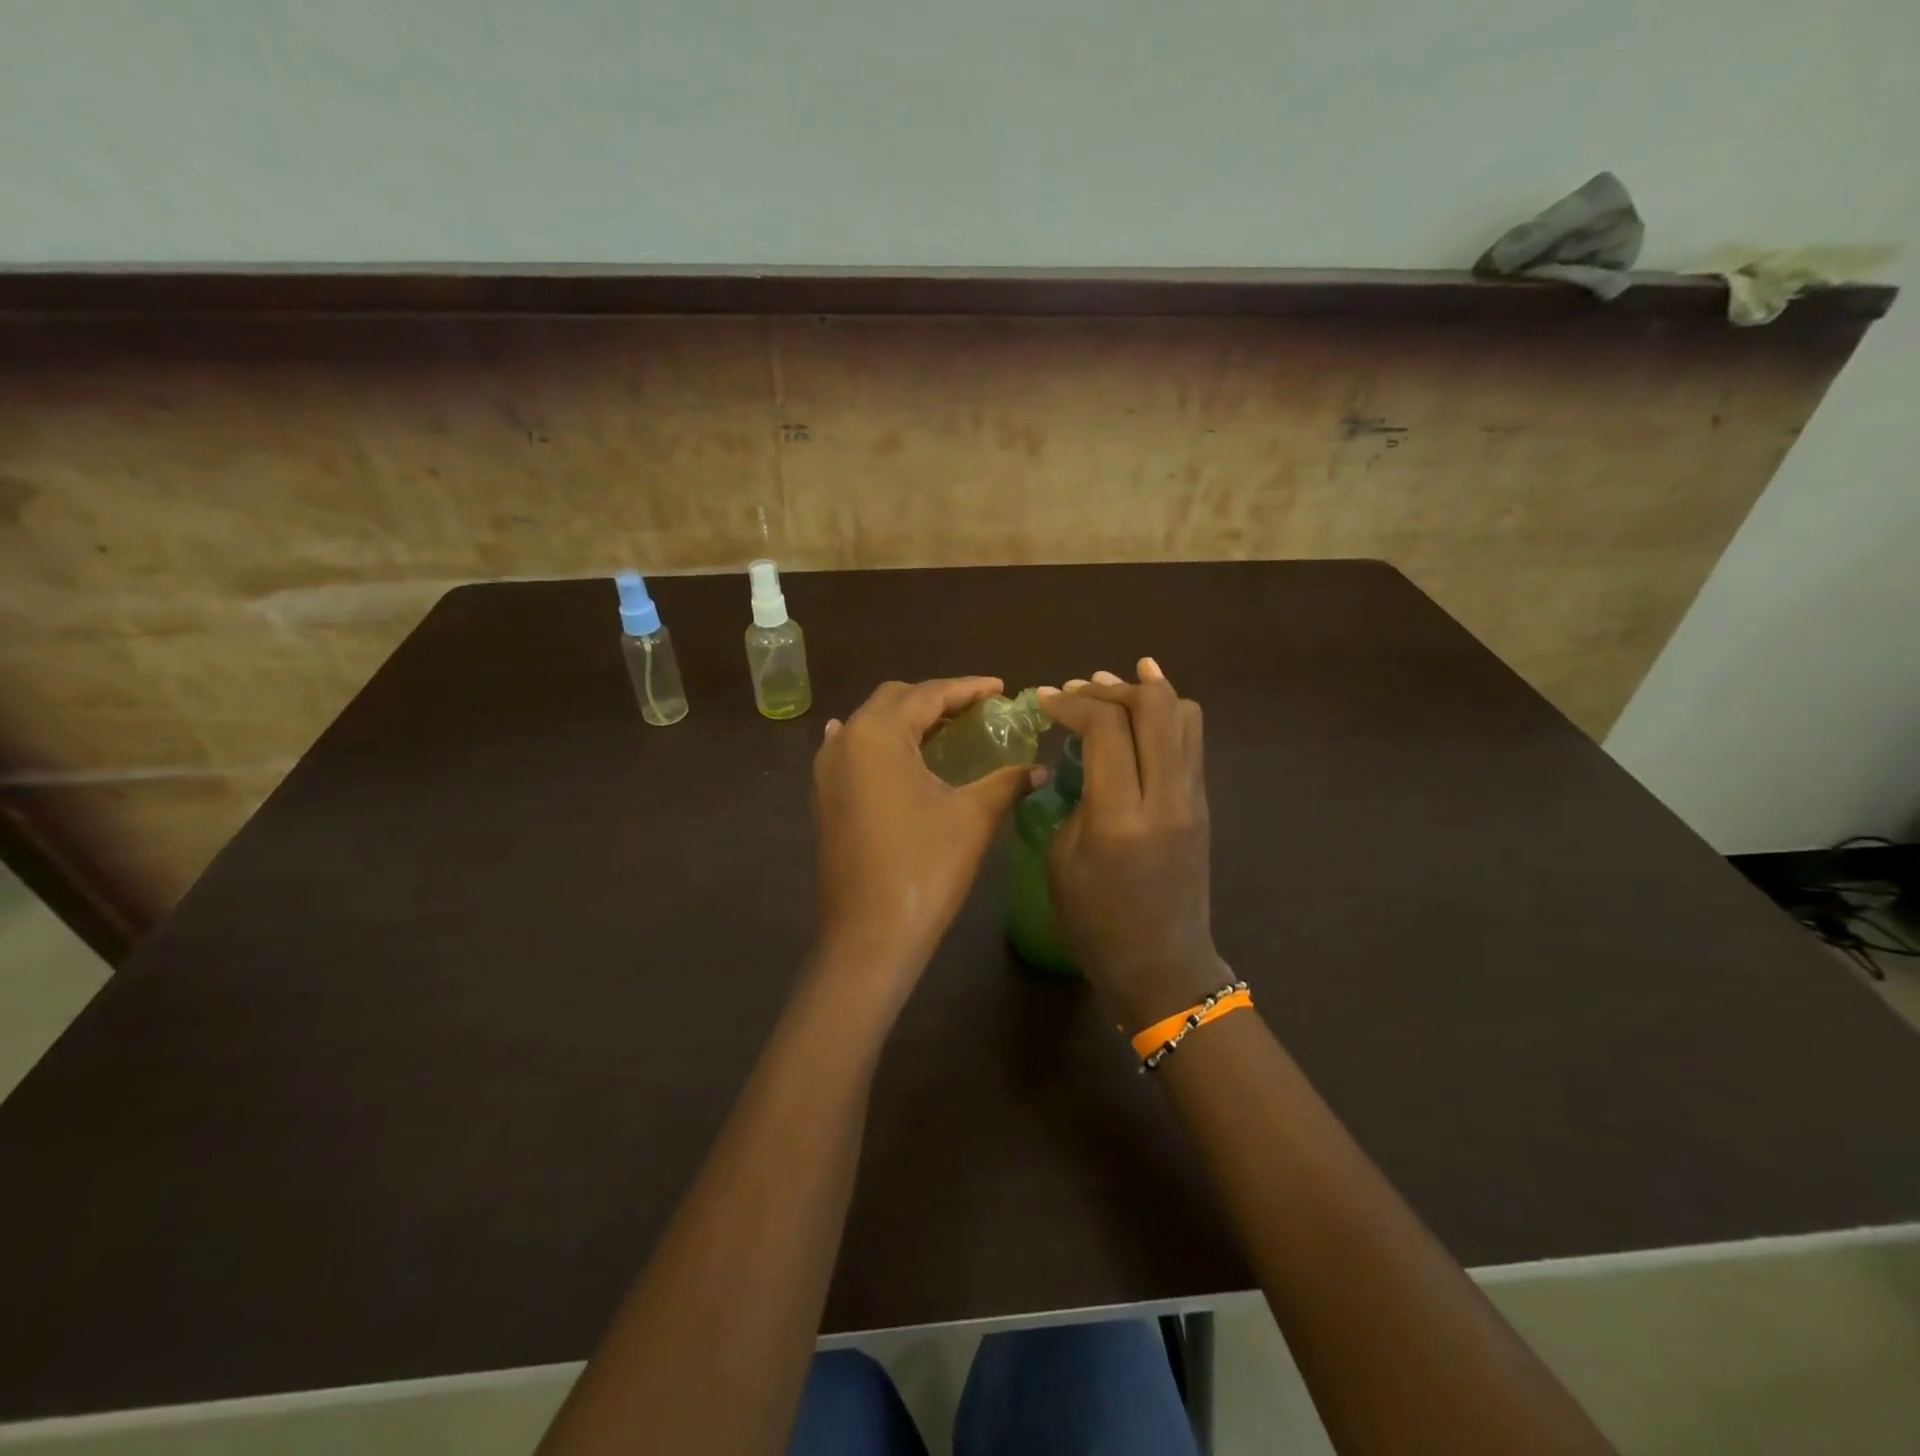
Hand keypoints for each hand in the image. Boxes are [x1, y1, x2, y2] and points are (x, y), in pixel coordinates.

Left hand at [812, 678, 1035, 1003]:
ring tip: (945, 731)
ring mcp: (827, 771)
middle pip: (893, 700)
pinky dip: (879, 743)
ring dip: (907, 720)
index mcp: (877, 735)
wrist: (869, 936)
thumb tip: (1039, 770)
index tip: (1000, 688)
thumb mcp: (972, 817)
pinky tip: (889, 750)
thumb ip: (1006, 782)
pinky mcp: (824, 797)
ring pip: (870, 724)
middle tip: (977, 711)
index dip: (967, 688)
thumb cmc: (924, 868)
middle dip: (936, 699)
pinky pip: (852, 751)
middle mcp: (845, 741)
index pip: (928, 695)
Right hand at [1037, 660, 1228, 1030]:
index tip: (1045, 701)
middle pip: (1154, 707)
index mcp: (1120, 818)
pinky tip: (1144, 706)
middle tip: (1078, 690)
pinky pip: (1191, 740)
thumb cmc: (1098, 924)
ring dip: (1146, 693)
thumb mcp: (1063, 862)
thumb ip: (1075, 800)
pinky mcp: (1203, 803)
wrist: (1164, 966)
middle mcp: (1166, 797)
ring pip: (1184, 715)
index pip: (1106, 730)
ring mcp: (1193, 798)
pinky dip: (1166, 714)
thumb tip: (1086, 760)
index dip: (1072, 704)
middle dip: (1110, 688)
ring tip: (1111, 687)